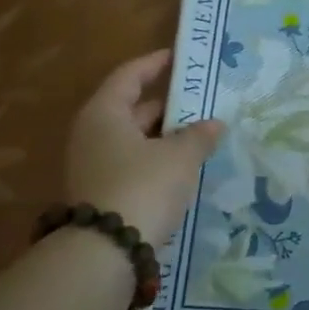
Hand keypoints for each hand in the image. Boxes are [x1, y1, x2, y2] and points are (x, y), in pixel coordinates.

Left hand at [67, 50, 223, 245]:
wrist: (106, 251)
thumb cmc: (142, 187)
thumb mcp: (179, 158)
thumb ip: (199, 136)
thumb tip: (215, 123)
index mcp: (104, 114)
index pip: (129, 76)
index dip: (154, 64)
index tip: (178, 58)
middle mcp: (93, 134)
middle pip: (132, 109)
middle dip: (168, 106)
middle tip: (202, 102)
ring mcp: (94, 165)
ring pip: (135, 140)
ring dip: (165, 137)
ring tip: (201, 135)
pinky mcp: (102, 193)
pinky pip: (134, 164)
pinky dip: (158, 160)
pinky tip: (184, 167)